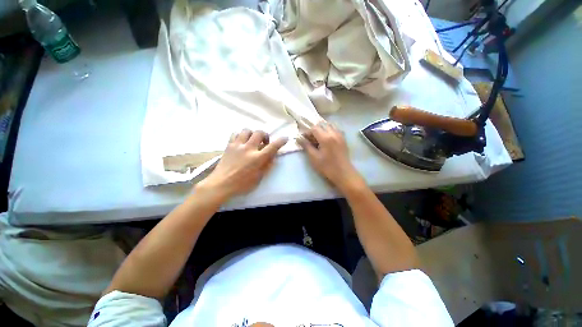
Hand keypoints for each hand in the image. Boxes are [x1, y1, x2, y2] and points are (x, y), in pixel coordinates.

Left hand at [198, 129, 287, 198]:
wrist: (221, 184)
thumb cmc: (242, 184)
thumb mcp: (259, 178)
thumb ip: (267, 165)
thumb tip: (273, 156)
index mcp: (258, 158)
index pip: (273, 147)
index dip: (281, 141)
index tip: (285, 138)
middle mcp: (248, 148)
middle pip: (259, 133)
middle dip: (265, 135)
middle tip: (264, 143)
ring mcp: (237, 145)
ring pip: (247, 130)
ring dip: (253, 134)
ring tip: (252, 141)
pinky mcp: (229, 145)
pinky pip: (235, 133)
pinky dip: (241, 135)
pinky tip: (242, 141)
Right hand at [296, 122, 363, 192]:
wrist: (343, 173)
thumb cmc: (326, 167)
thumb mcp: (314, 157)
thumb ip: (306, 146)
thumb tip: (299, 138)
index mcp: (325, 138)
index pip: (314, 128)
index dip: (308, 132)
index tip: (304, 139)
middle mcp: (333, 133)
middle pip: (322, 125)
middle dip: (315, 130)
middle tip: (311, 139)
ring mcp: (340, 135)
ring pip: (330, 125)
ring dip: (323, 129)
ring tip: (319, 138)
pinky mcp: (343, 139)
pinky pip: (336, 129)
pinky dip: (330, 131)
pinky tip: (327, 139)